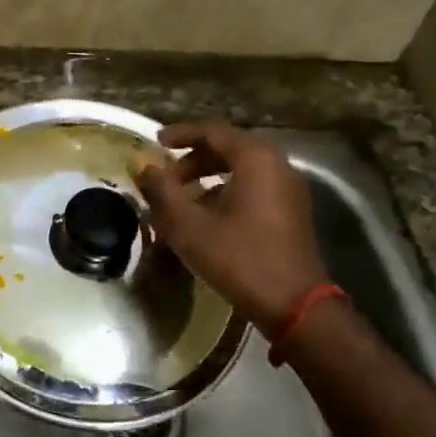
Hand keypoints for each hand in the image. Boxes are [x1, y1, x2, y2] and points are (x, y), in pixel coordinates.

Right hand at [135, 122, 329, 330]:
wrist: (294, 305)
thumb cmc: (239, 259)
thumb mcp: (189, 226)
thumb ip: (161, 190)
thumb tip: (141, 165)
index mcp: (255, 158)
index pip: (212, 131)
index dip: (180, 134)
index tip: (155, 142)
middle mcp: (277, 164)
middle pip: (228, 149)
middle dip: (192, 160)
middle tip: (165, 177)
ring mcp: (289, 188)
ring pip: (241, 170)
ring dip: (208, 178)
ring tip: (181, 201)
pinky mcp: (292, 210)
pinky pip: (254, 187)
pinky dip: (227, 192)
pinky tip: (207, 218)